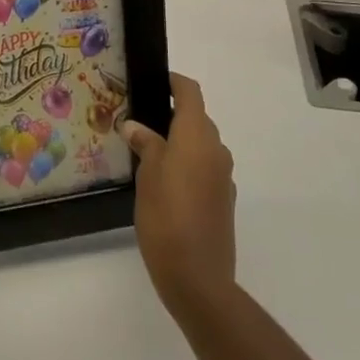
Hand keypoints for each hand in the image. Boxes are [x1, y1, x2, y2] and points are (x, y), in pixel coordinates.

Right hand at [122, 73, 236, 317]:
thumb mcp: (147, 174)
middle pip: (196, 118)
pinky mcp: (224, 200)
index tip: (152, 82)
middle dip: (171, 115)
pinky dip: (188, 166)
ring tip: (148, 154)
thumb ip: (145, 144)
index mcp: (197, 134)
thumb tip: (135, 126)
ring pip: (201, 145)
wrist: (198, 278)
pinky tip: (166, 185)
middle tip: (140, 122)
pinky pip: (205, 169)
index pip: (190, 92)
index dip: (173, 82)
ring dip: (180, 143)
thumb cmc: (166, 216)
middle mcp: (216, 148)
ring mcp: (223, 176)